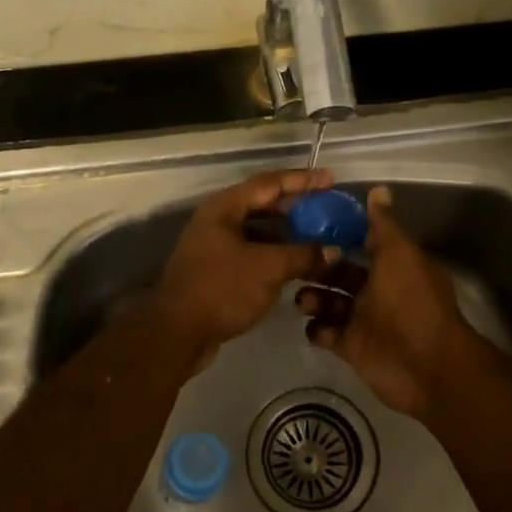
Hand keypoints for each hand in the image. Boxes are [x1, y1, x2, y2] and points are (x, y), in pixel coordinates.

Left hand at [152, 169, 333, 365]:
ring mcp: (214, 245)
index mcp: (224, 207)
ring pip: (258, 230)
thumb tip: (333, 250)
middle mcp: (217, 220)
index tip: (330, 179)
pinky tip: (297, 263)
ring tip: (318, 235)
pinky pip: (252, 252)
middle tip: (327, 208)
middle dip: (296, 206)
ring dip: (287, 232)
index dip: (302, 180)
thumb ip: (303, 254)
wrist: (178, 333)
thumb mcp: (268, 268)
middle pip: (262, 204)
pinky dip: (275, 253)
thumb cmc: (222, 289)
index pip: (269, 183)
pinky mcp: (217, 270)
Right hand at [295, 186, 482, 417]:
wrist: (426, 365)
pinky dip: (318, 329)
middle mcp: (378, 290)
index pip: (361, 244)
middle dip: (318, 269)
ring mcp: (364, 320)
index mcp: (392, 265)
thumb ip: (384, 225)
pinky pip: (327, 333)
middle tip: (296, 266)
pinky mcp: (352, 347)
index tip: (307, 228)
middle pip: (340, 274)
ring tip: (303, 300)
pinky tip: (315, 327)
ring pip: (330, 302)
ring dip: (313, 298)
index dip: (338, 236)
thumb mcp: (399, 255)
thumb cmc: (412, 302)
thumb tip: (378, 189)